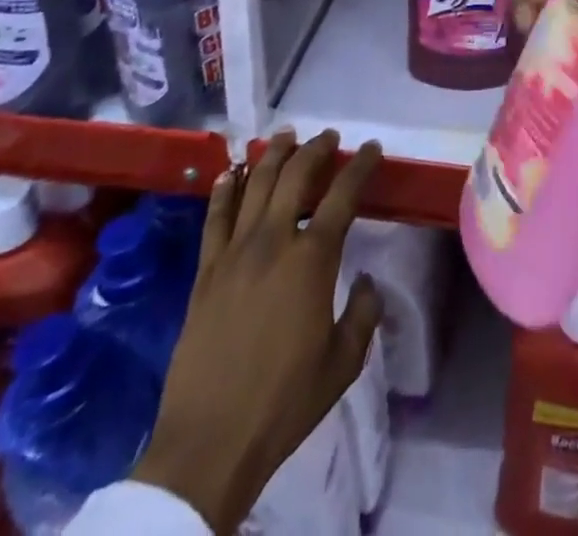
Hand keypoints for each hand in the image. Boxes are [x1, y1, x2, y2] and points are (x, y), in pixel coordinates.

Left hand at [131, 131, 383, 530]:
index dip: (360, 165)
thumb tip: (368, 281)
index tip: (371, 148)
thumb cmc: (285, 401)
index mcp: (313, 259)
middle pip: (295, 176)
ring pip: (254, 185)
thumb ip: (364, 314)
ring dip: (273, 155)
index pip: (342, 195)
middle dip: (315, 149)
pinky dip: (224, 189)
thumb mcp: (343, 362)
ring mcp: (234, 253)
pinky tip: (230, 173)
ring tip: (285, 137)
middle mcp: (274, 241)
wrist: (210, 440)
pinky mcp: (205, 271)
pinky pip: (215, 217)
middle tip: (328, 137)